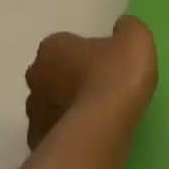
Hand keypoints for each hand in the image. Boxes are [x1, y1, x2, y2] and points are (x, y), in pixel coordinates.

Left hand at [24, 16, 157, 148]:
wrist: (102, 129)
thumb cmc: (116, 76)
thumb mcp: (136, 39)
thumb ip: (128, 29)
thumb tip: (121, 28)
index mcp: (52, 47)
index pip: (67, 44)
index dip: (88, 53)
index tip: (108, 64)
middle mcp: (35, 76)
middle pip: (54, 73)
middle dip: (72, 79)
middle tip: (102, 88)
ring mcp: (33, 111)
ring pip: (52, 104)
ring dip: (69, 106)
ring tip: (99, 116)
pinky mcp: (37, 140)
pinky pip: (54, 131)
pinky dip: (68, 131)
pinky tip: (90, 135)